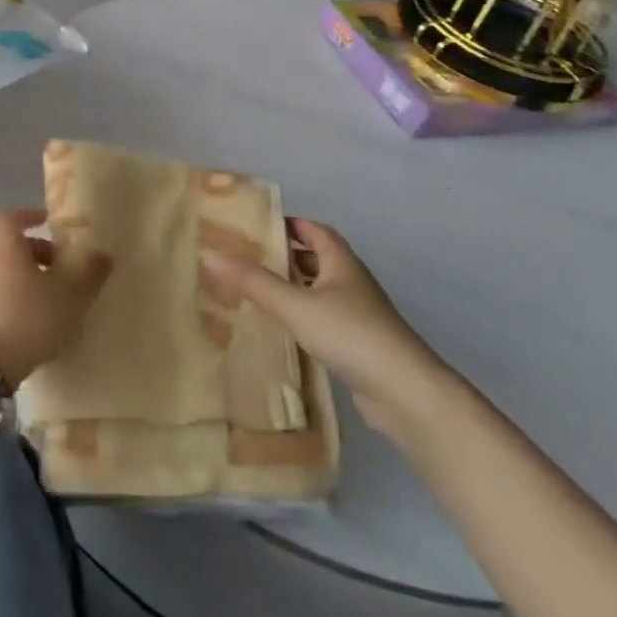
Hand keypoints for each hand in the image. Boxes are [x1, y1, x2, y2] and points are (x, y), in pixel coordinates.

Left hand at [0, 209, 111, 389]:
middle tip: (62, 266)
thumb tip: (104, 254)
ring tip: (52, 297)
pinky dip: (14, 296)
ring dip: (26, 276)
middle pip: (10, 244)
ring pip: (3, 269)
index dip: (33, 217)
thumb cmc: (26, 316)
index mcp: (3, 240)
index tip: (52, 223)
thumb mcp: (69, 295)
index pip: (15, 217)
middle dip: (37, 251)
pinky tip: (33, 320)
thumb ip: (90, 273)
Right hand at [202, 219, 459, 442]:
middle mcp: (352, 281)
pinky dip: (303, 314)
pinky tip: (283, 327)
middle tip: (247, 256)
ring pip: (320, 289)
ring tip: (257, 289)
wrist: (406, 393)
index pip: (314, 229)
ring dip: (294, 285)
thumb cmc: (350, 334)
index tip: (254, 225)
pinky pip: (325, 317)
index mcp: (341, 261)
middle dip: (285, 254)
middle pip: (317, 257)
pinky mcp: (359, 343)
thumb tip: (210, 253)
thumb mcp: (295, 305)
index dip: (287, 223)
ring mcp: (359, 314)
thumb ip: (253, 281)